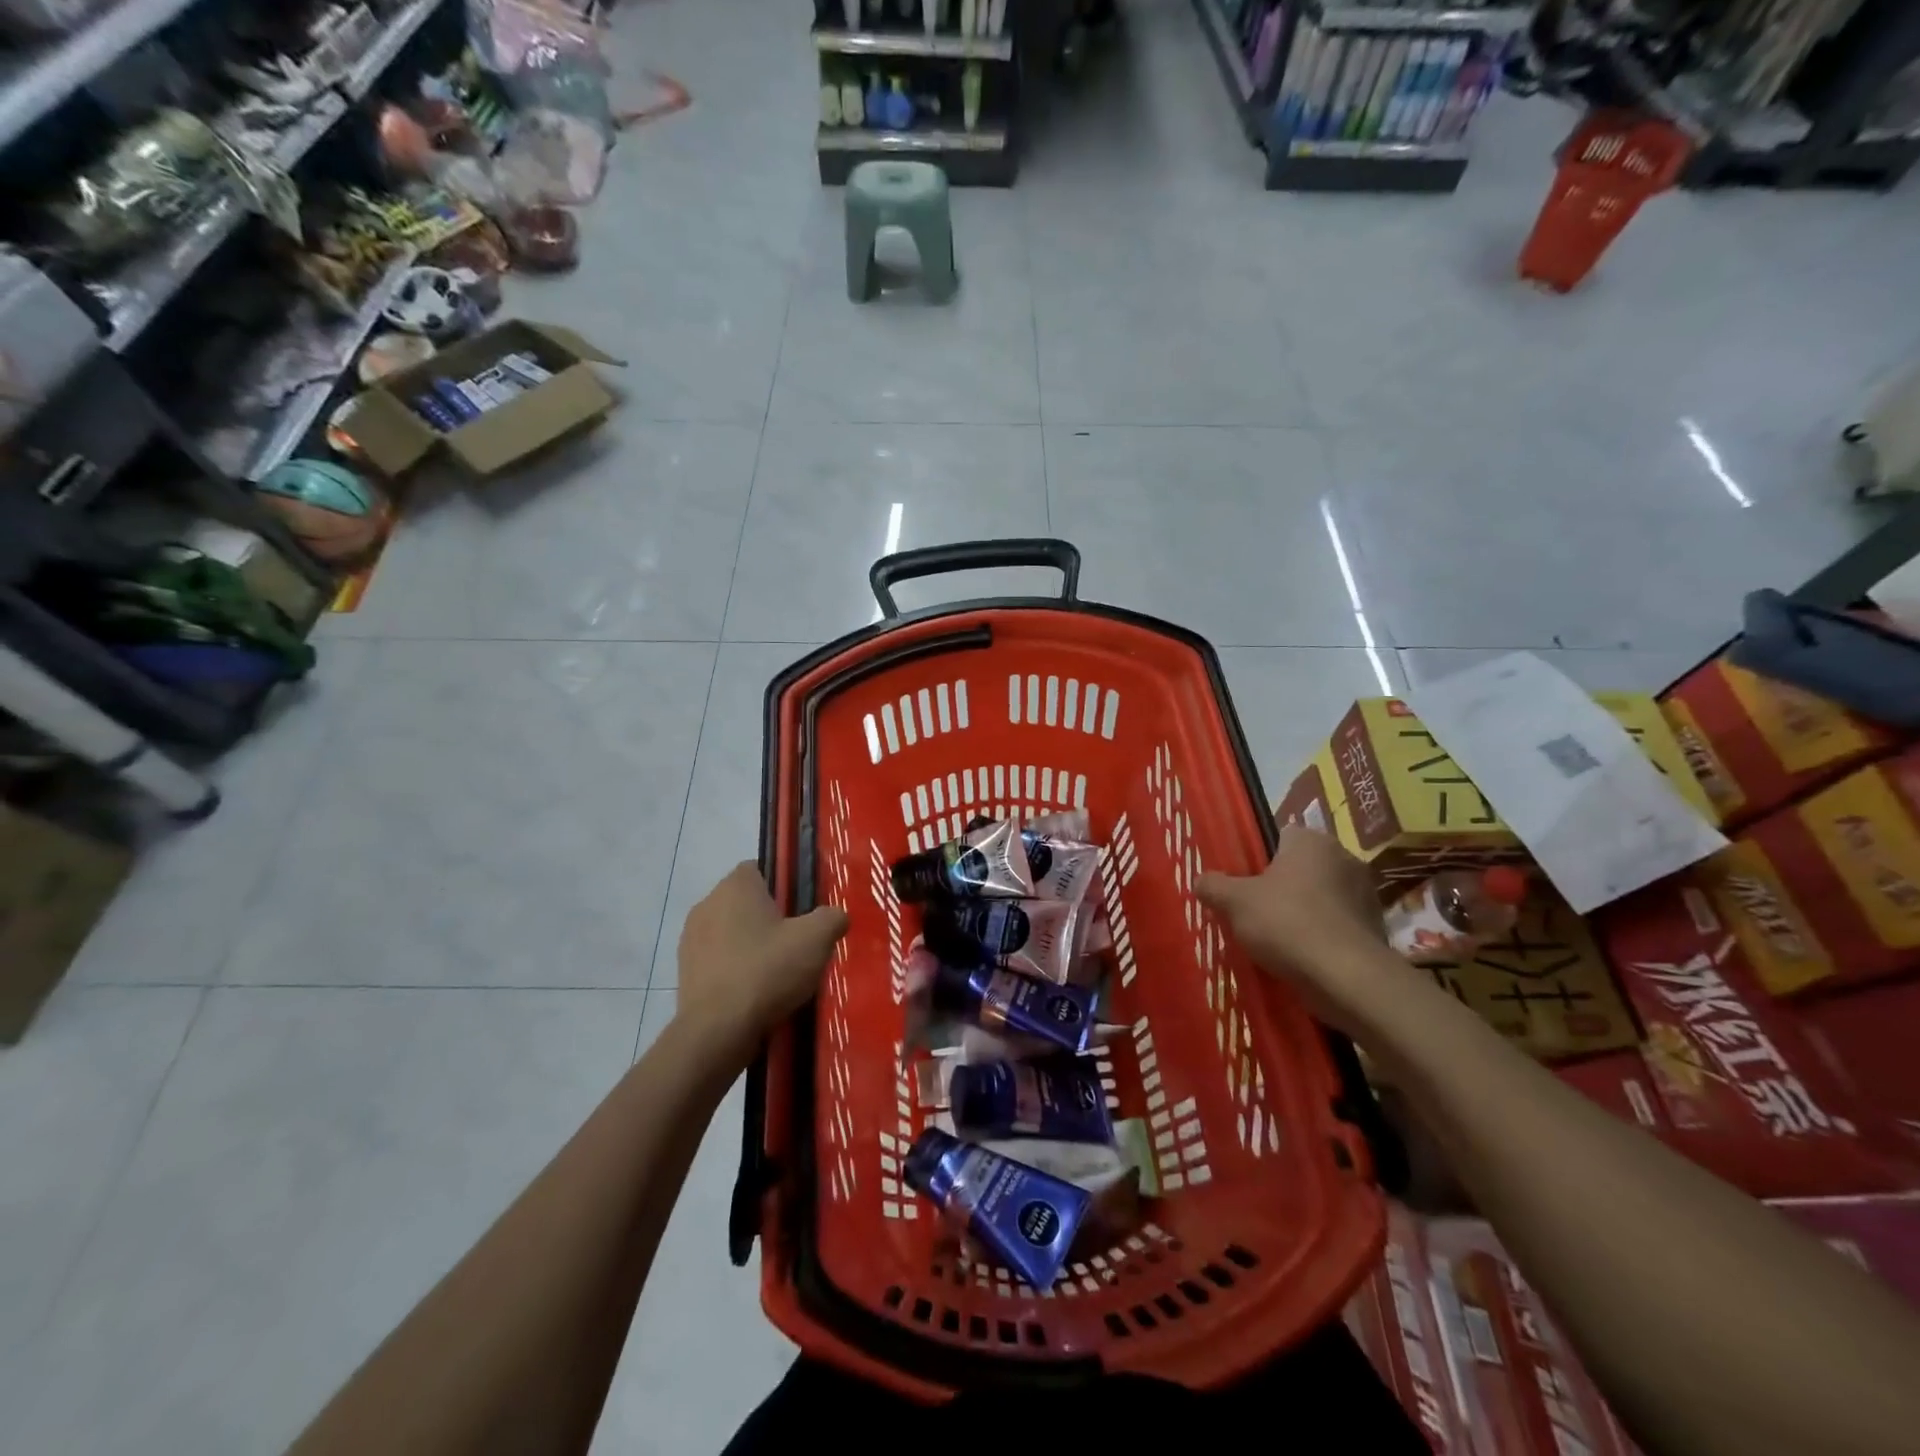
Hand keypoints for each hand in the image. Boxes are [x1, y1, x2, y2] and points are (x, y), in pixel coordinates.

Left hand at [676, 863, 848, 1062]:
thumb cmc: (767, 971)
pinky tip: (755, 994)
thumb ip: (832, 917)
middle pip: (746, 902)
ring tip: (778, 974)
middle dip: (769, 918)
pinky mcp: (685, 972)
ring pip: (731, 933)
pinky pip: (719, 961)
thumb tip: (835, 916)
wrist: (717, 1032)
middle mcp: (707, 904)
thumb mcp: (817, 939)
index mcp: (735, 886)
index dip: (784, 886)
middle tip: (797, 943)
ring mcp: (691, 940)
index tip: (802, 911)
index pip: (760, 868)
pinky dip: (736, 971)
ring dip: (751, 946)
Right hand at [1196, 825, 1400, 1033]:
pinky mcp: (1374, 928)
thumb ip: (1213, 886)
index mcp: (1311, 841)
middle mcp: (1344, 858)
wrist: (1346, 977)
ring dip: (1301, 913)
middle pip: (1300, 868)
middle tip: (1252, 913)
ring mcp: (1365, 894)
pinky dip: (1320, 937)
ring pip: (1319, 898)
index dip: (1257, 860)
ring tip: (1274, 941)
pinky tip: (1300, 958)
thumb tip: (1201, 880)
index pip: (1279, 837)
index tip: (1242, 884)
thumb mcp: (1234, 902)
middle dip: (1279, 888)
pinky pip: (1336, 926)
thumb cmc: (1287, 923)